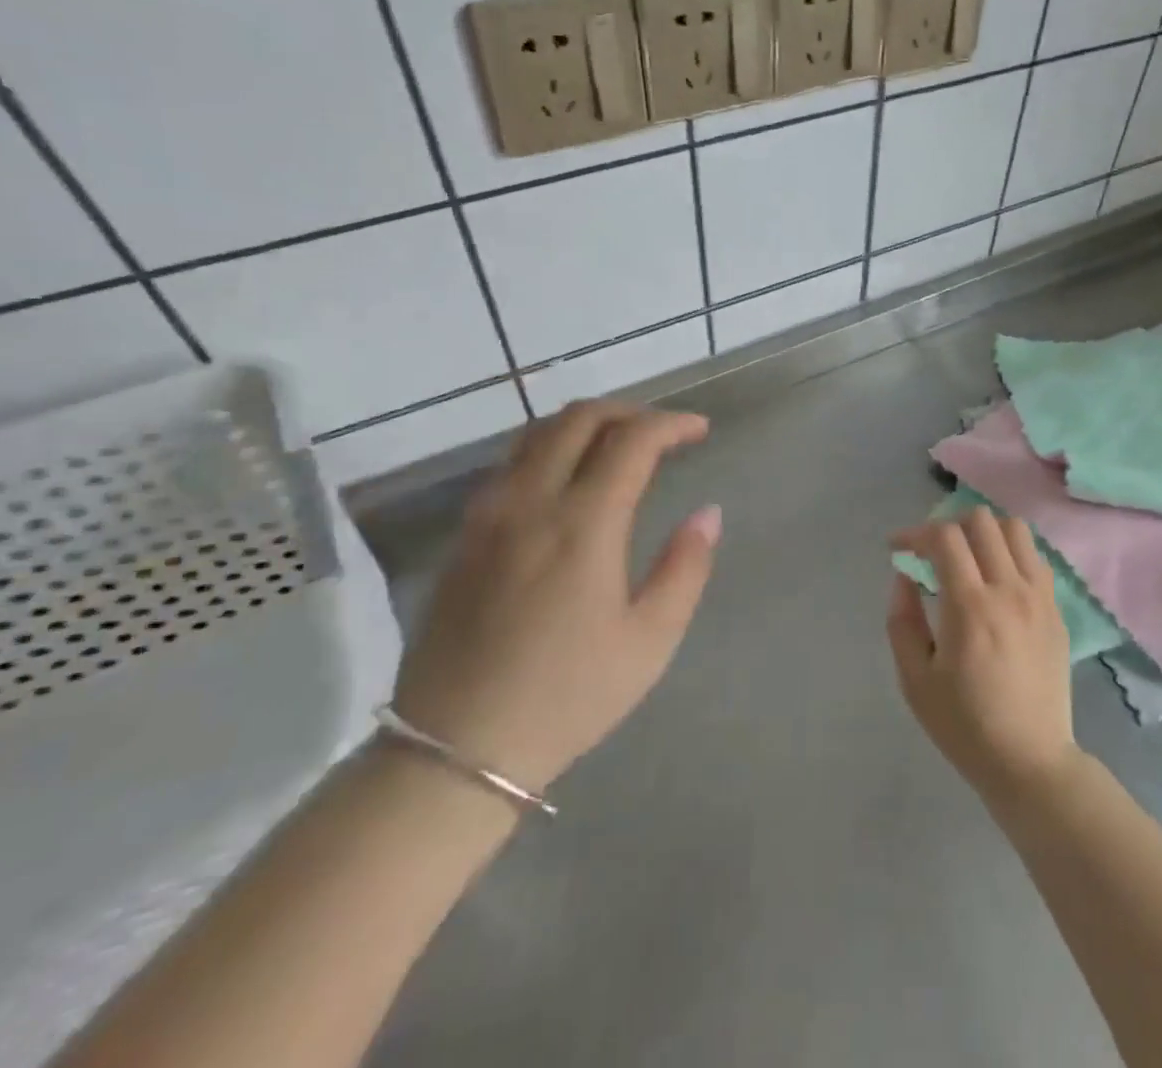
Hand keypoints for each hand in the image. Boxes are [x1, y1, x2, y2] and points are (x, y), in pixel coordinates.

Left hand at [392, 401, 720, 792]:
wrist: (454, 750)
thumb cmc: (567, 696)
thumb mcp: (649, 641)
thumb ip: (685, 567)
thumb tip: (707, 513)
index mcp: (582, 523)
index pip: (632, 440)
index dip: (671, 424)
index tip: (699, 430)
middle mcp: (530, 502)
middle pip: (578, 418)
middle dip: (629, 411)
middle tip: (662, 431)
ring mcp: (488, 515)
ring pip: (536, 434)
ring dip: (585, 424)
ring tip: (619, 445)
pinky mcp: (463, 536)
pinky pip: (510, 464)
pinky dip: (550, 449)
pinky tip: (568, 480)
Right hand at [887, 509, 1079, 806]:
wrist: (1029, 761)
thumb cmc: (964, 725)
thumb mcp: (914, 679)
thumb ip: (902, 620)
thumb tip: (905, 577)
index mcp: (970, 607)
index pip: (944, 537)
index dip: (915, 533)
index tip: (898, 548)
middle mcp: (1009, 590)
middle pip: (981, 520)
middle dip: (948, 525)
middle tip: (932, 552)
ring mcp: (1039, 597)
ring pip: (1015, 529)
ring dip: (984, 532)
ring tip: (968, 556)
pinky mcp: (1056, 610)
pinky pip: (1035, 557)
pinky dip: (1011, 552)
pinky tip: (997, 578)